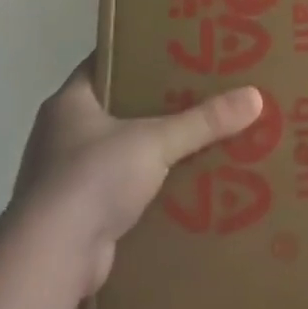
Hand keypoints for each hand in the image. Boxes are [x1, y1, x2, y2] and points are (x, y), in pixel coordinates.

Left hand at [13, 59, 262, 294]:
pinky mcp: (74, 215)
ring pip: (115, 152)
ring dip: (147, 151)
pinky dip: (142, 189)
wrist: (52, 256)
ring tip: (195, 141)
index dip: (135, 56)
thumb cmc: (93, 177)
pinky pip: (116, 190)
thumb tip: (255, 96)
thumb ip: (203, 121)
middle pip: (112, 110)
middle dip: (151, 106)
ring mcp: (62, 178)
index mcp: (68, 104)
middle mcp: (59, 135)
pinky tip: (177, 188)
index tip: (172, 51)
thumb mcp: (156, 141)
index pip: (101, 65)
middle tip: (196, 95)